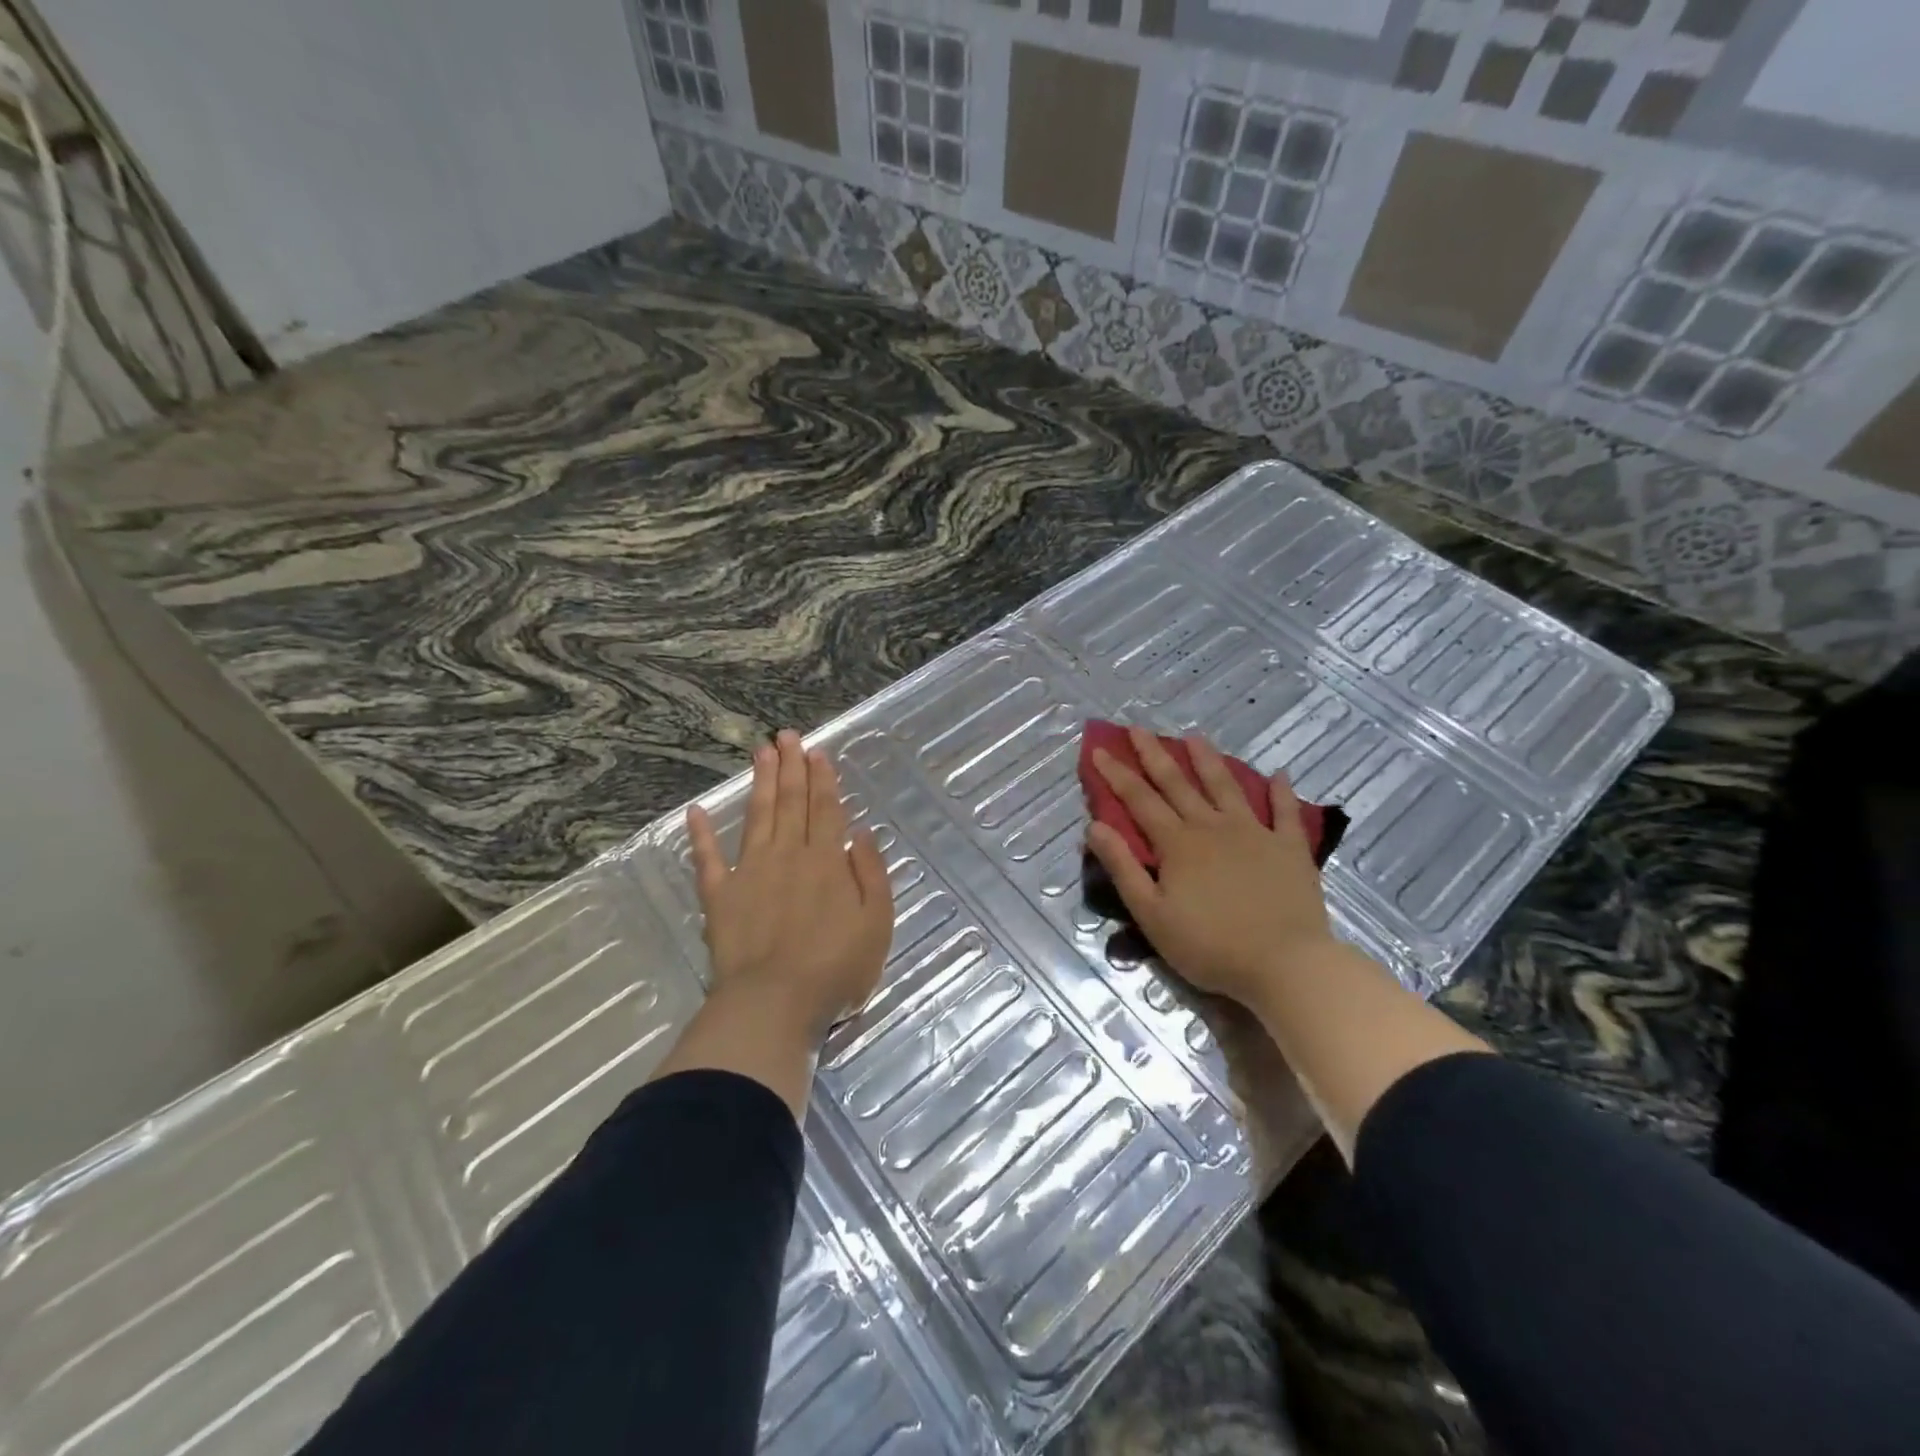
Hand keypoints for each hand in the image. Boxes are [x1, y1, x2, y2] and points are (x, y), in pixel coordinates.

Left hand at [687, 729, 892, 1040]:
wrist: (774, 1004)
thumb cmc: (835, 969)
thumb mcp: (877, 924)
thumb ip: (872, 875)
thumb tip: (863, 835)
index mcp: (826, 861)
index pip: (825, 809)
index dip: (822, 779)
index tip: (816, 751)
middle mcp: (787, 856)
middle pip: (791, 803)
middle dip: (790, 767)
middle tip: (785, 735)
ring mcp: (750, 873)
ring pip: (757, 817)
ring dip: (760, 783)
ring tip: (759, 752)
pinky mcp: (720, 897)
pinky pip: (708, 860)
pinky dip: (701, 835)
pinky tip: (694, 812)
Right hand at [1087, 726, 1336, 1006]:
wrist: (1285, 964)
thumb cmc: (1210, 945)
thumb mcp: (1151, 914)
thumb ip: (1123, 867)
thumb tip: (1094, 826)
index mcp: (1177, 843)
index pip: (1139, 800)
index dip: (1117, 774)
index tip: (1100, 749)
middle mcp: (1212, 827)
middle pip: (1178, 783)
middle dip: (1154, 754)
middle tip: (1138, 729)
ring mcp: (1255, 833)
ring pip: (1226, 787)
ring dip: (1208, 760)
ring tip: (1195, 737)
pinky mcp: (1289, 848)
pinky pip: (1285, 813)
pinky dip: (1282, 792)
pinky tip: (1280, 774)